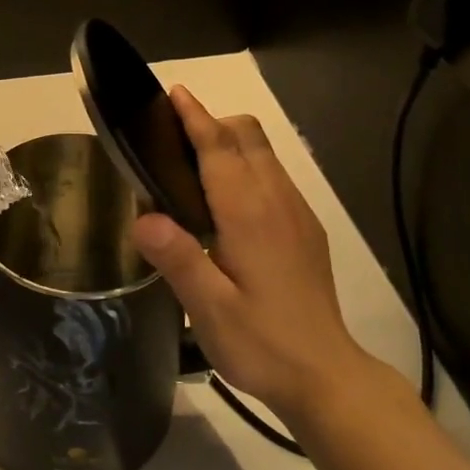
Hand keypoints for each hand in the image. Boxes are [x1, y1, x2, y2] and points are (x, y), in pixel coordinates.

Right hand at [130, 86, 370, 416]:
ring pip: (264, 153)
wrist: (327, 376)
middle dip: (212, 122)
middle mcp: (277, 201)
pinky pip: (274, 176)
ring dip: (231, 142)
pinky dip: (247, 166)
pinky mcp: (306, 230)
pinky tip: (227, 203)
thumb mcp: (210, 309)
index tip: (174, 93)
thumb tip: (143, 217)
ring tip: (192, 166)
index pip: (220, 148)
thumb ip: (178, 259)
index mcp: (249, 214)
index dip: (195, 117)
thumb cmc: (262, 343)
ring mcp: (297, 214)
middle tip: (172, 137)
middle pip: (248, 137)